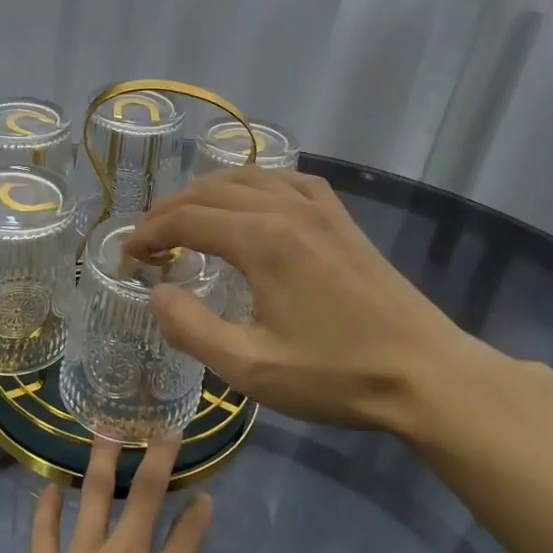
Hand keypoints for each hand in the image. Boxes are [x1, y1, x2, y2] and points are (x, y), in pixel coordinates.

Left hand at [1, 433, 245, 552]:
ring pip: (92, 494)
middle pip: (144, 492)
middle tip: (163, 427)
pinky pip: (44, 528)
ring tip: (105, 429)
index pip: (191, 530)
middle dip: (158, 456)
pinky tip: (49, 484)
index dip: (201, 510)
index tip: (204, 496)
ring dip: (101, 459)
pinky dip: (46, 504)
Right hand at [123, 169, 511, 439]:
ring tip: (186, 221)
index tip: (127, 258)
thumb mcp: (251, 368)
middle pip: (210, 192)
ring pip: (247, 178)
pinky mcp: (341, 218)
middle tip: (147, 244)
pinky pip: (286, 180)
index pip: (186, 219)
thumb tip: (157, 294)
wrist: (425, 373)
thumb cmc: (336, 374)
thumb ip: (192, 329)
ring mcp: (319, 208)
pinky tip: (251, 204)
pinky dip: (253, 186)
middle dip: (170, 212)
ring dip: (207, 195)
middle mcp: (286, 207)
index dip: (148, 234)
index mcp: (262, 239)